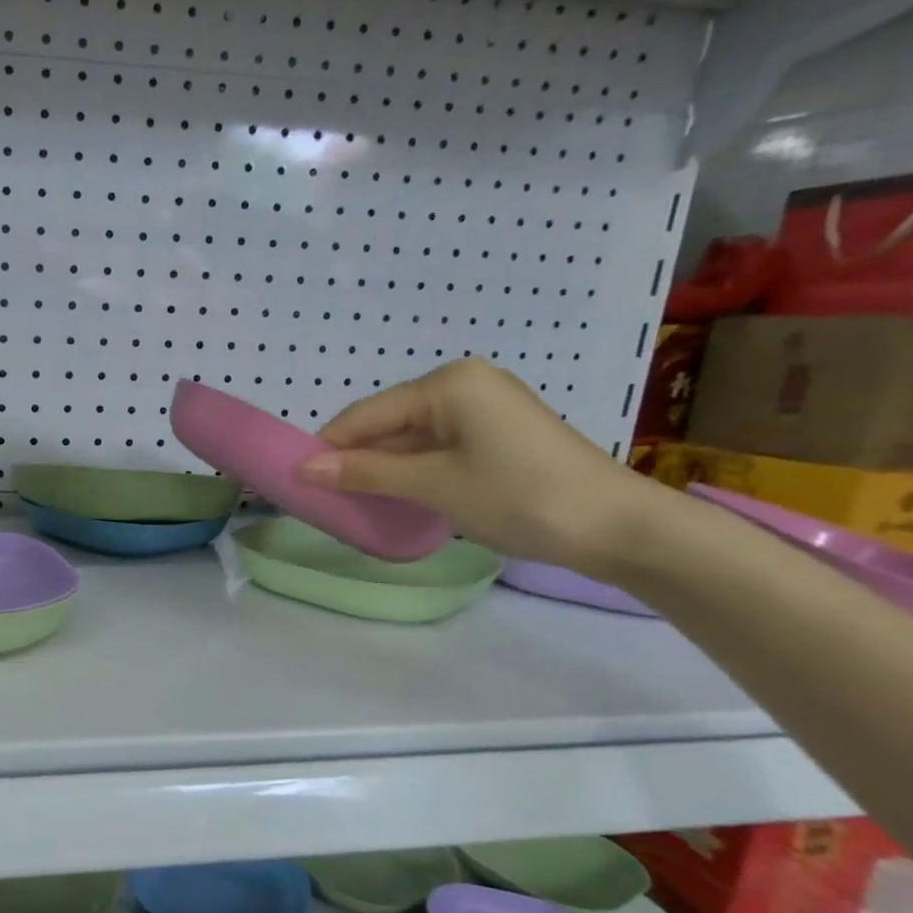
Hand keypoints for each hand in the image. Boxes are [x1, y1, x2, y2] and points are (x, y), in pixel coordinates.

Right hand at [292, 359, 653, 571]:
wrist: (618, 528)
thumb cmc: (520, 496)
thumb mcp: (434, 485)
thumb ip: (366, 473)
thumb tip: (303, 469)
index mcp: (447, 384)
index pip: (366, 414)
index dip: (327, 448)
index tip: (294, 481)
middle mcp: (463, 385)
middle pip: (387, 423)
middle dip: (355, 460)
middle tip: (322, 499)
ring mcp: (483, 409)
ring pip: (410, 439)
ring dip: (382, 470)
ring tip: (351, 503)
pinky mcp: (496, 435)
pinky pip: (436, 448)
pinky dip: (412, 473)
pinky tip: (395, 498)